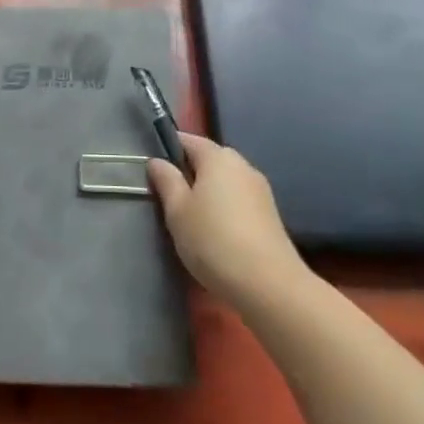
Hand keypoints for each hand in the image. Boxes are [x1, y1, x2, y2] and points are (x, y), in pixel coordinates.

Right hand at [148, 132, 304, 309]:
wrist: (268, 284)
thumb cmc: (213, 240)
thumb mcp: (177, 211)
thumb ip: (166, 181)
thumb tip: (157, 161)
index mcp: (218, 157)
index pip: (188, 140)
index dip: (168, 150)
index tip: (154, 171)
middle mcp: (242, 165)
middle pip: (209, 160)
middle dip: (189, 173)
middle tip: (169, 200)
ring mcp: (260, 189)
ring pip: (224, 182)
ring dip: (207, 193)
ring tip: (191, 220)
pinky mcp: (269, 214)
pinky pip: (238, 200)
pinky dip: (224, 208)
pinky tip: (216, 233)